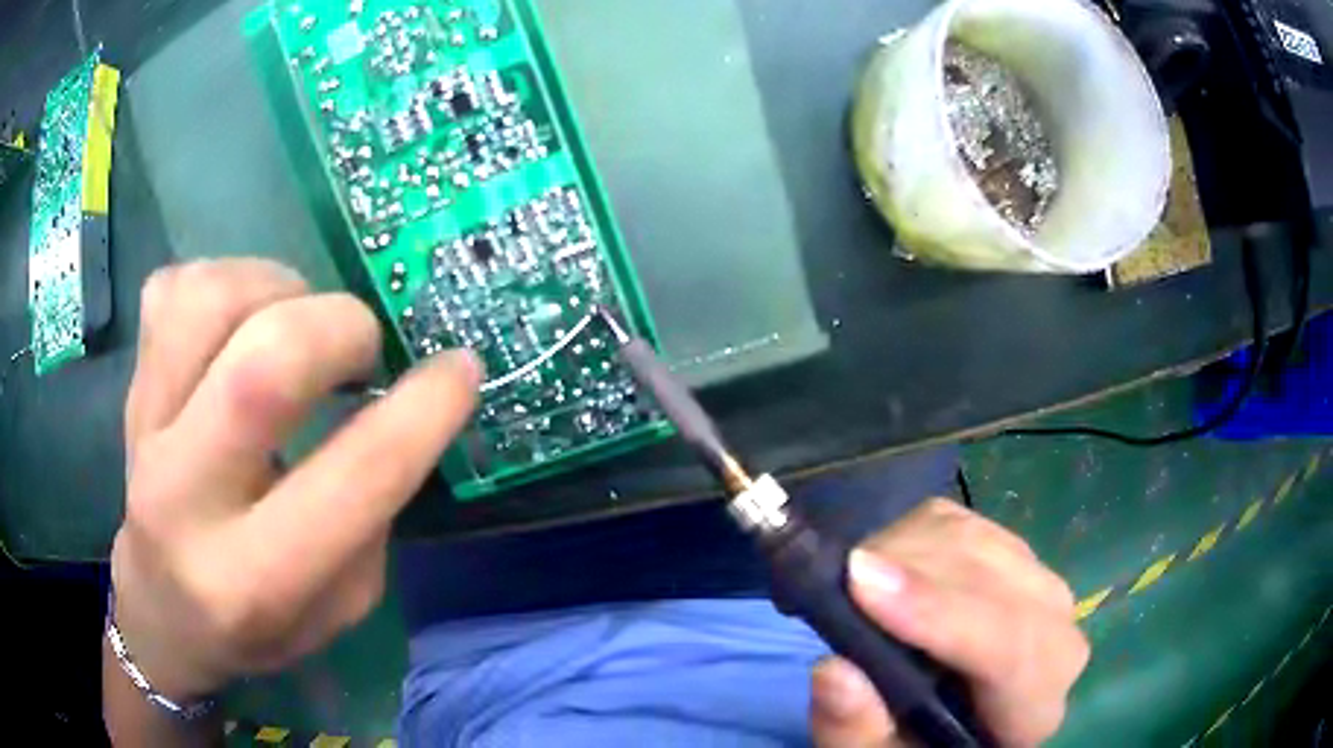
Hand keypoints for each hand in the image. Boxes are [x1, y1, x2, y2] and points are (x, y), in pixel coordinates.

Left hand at [111, 259, 479, 701]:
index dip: (423, 410)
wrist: (163, 613)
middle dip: (340, 329)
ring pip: (209, 301)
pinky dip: (223, 281)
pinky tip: (241, 319)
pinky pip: (172, 288)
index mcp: (254, 577)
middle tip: (361, 348)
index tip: (460, 368)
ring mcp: (144, 429)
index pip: (352, 478)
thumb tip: (400, 408)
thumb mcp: (339, 608)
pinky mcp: (130, 386)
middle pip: (264, 366)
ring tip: (297, 320)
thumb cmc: (258, 626)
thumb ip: (371, 516)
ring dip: (278, 288)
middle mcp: (186, 498)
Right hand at [809, 498, 1088, 747]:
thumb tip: (835, 670)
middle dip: (916, 572)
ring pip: (979, 543)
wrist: (949, 722)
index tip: (860, 582)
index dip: (939, 613)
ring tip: (853, 578)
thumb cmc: (913, 747)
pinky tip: (883, 565)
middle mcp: (1055, 639)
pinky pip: (962, 523)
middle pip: (999, 586)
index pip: (1010, 650)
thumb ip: (856, 732)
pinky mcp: (1012, 553)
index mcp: (1033, 708)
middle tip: (840, 575)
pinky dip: (912, 534)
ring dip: (909, 550)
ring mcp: (1039, 586)